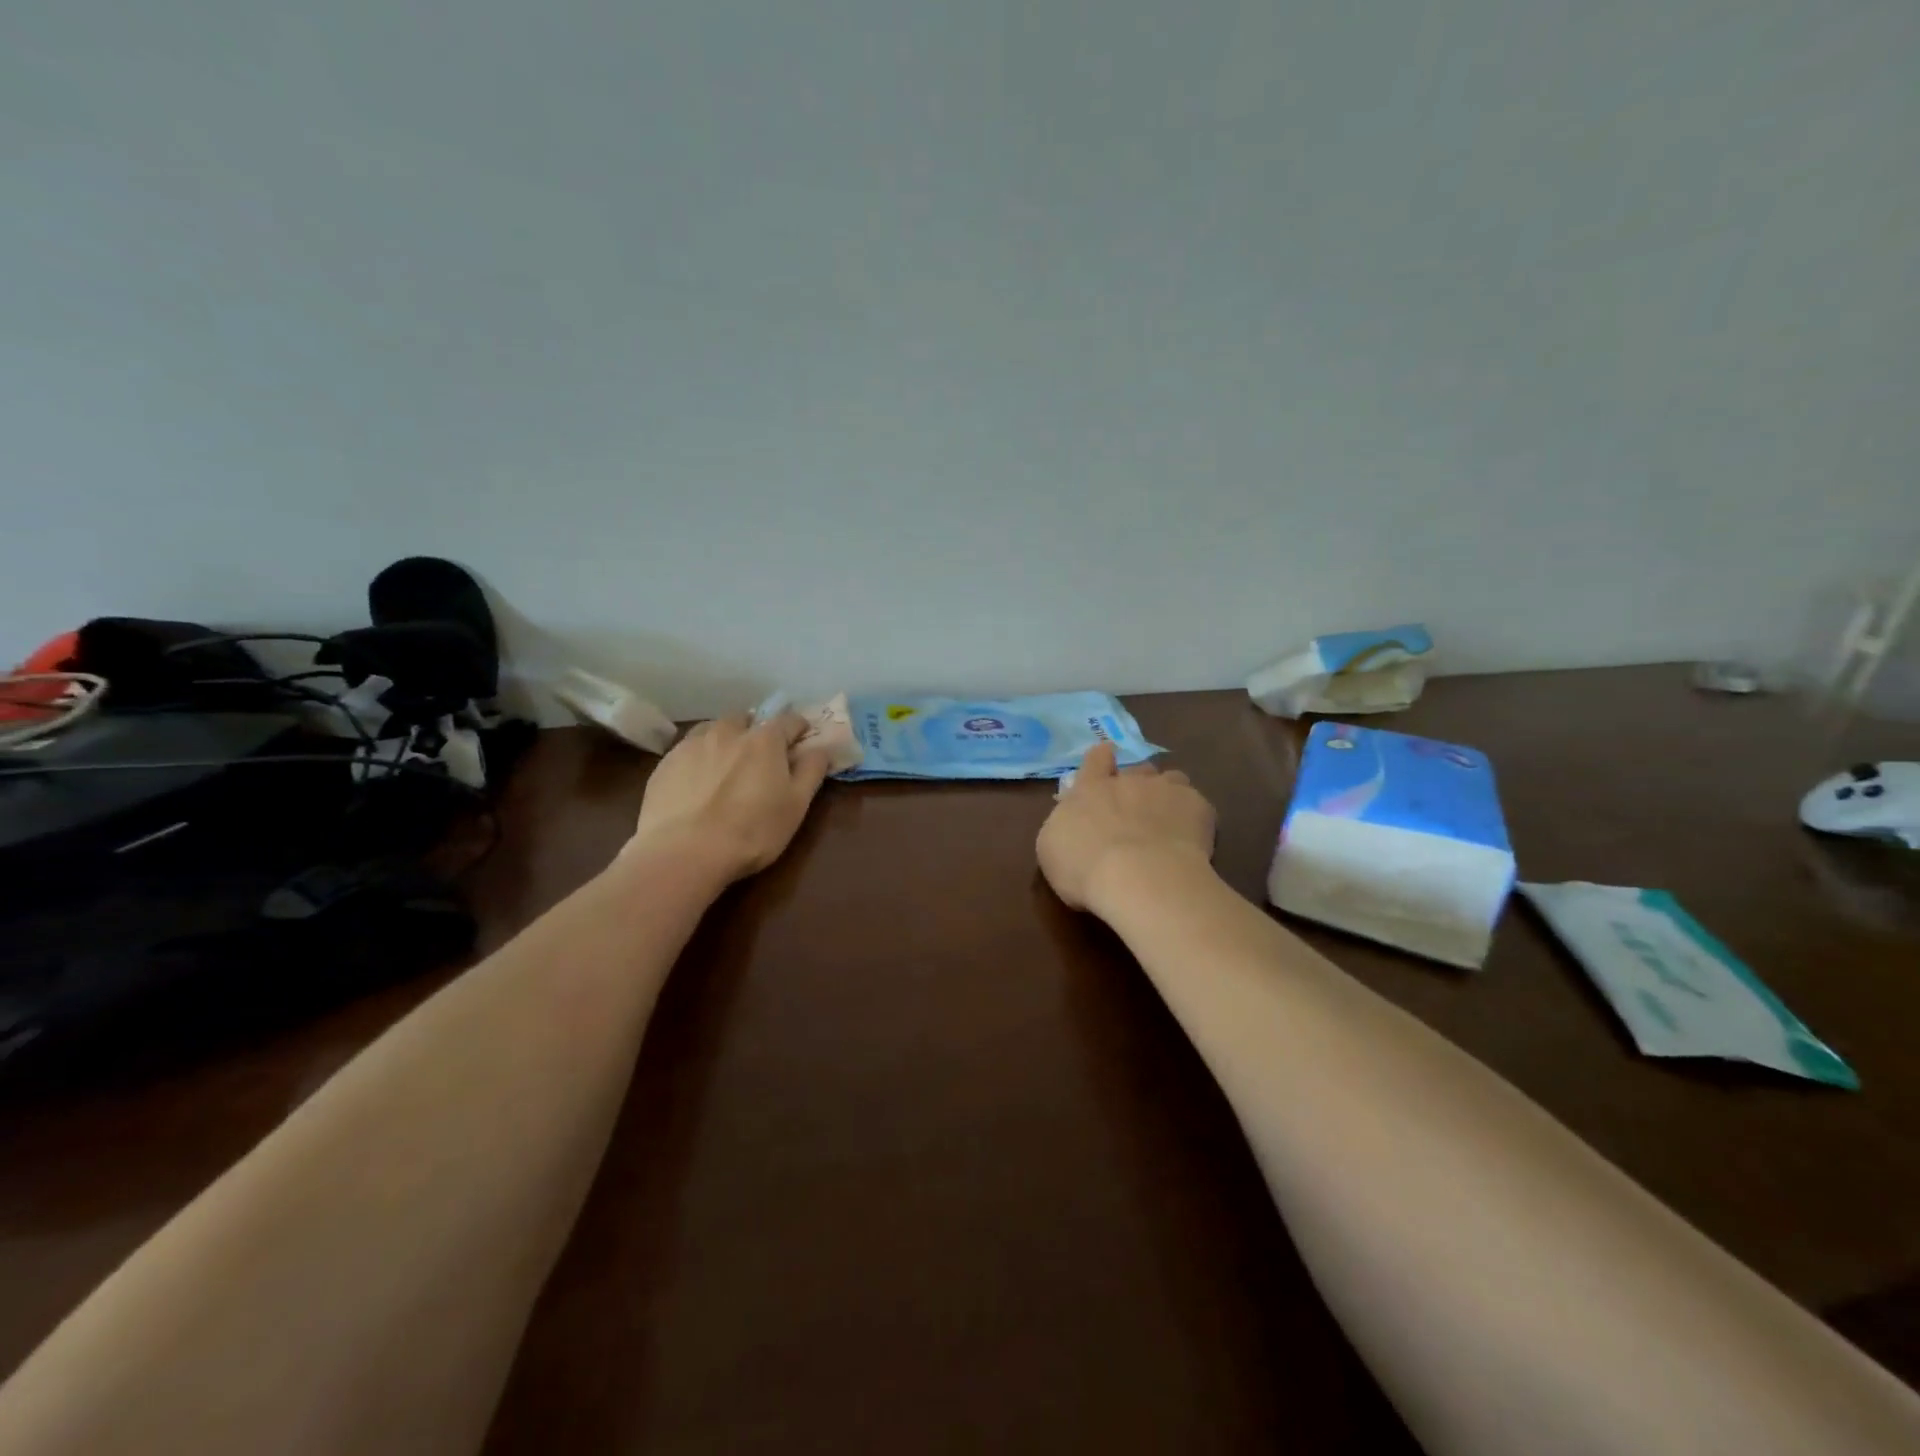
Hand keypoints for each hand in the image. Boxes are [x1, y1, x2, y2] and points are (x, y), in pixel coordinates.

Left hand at [629, 712, 833, 881]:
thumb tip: (821, 748)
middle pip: (746, 719)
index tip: (801, 739)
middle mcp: (727, 732)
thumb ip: (811, 771)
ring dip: (724, 738)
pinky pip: (687, 750)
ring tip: (725, 763)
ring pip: (712, 729)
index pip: (788, 720)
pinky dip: (698, 757)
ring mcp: (691, 745)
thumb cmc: (752, 831)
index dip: (798, 728)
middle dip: (755, 730)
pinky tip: (696, 781)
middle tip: (759, 755)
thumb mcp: (796, 805)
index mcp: (764, 740)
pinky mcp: (664, 764)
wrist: (683, 853)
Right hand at [1037, 742, 1216, 913]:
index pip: (1095, 759)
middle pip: (1137, 769)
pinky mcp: (1196, 806)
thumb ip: (1064, 827)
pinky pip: (1197, 805)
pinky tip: (1193, 841)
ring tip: (1170, 819)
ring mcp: (1164, 790)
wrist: (1139, 879)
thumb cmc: (1084, 868)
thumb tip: (1074, 822)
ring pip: (1172, 779)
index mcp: (1090, 790)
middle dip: (1138, 782)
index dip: (1101, 758)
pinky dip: (1194, 819)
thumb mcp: (1052, 850)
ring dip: (1168, 793)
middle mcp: (1127, 781)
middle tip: (1138, 807)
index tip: (1106, 757)